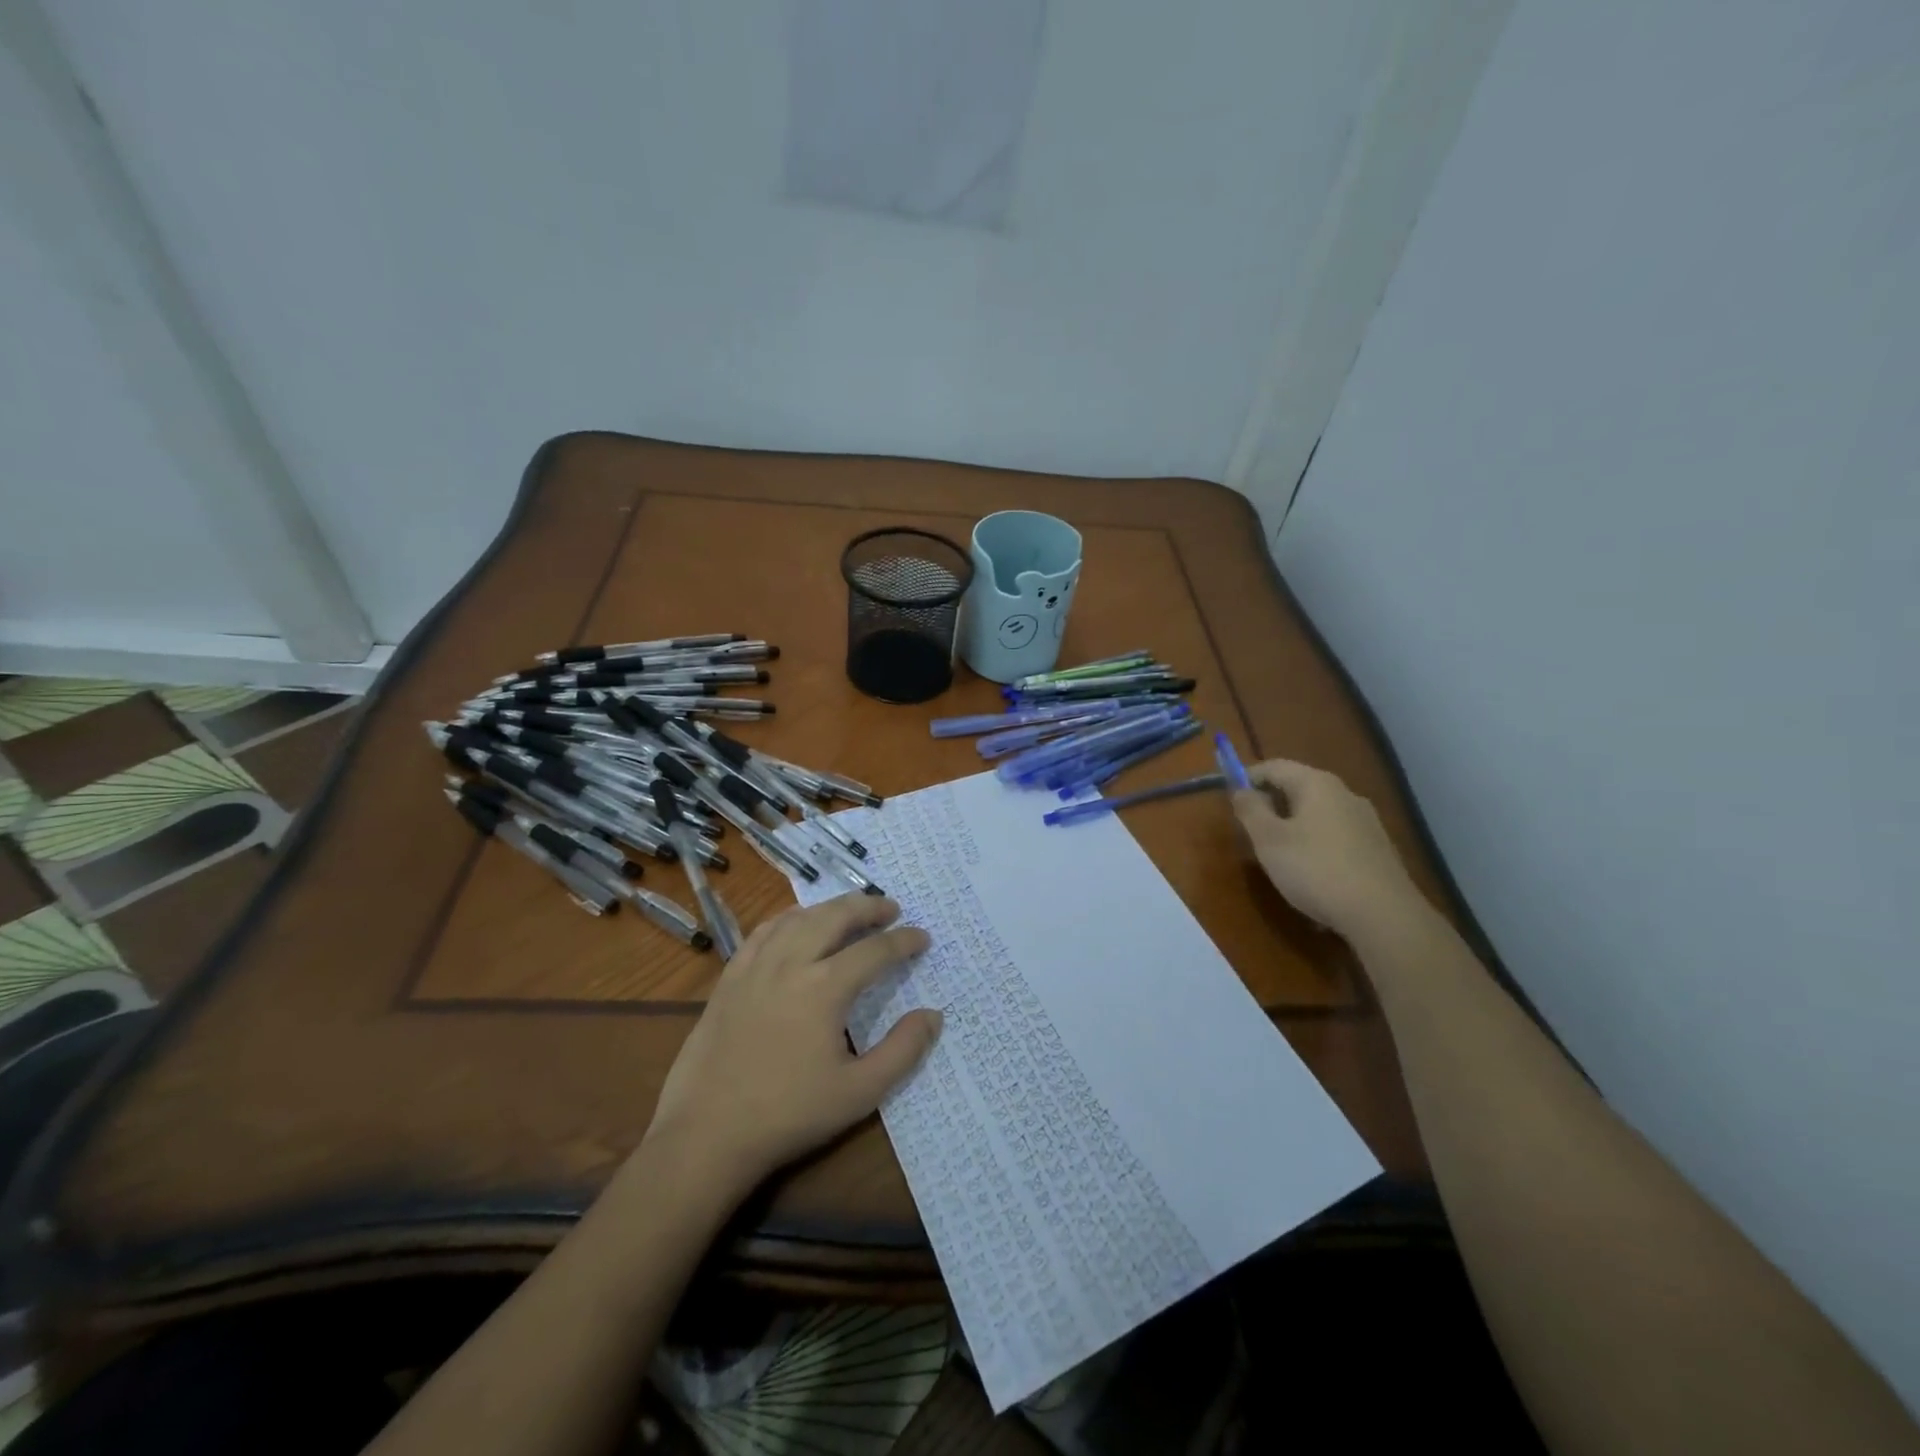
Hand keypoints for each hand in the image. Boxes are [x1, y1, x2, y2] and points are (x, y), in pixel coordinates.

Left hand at [644, 894, 940, 1197]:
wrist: (707, 1134)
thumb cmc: (789, 1115)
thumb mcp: (859, 1093)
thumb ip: (902, 1051)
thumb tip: (933, 1015)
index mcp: (825, 988)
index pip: (875, 951)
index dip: (904, 941)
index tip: (923, 938)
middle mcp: (791, 963)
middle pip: (835, 916)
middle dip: (868, 907)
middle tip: (891, 908)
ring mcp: (755, 966)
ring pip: (799, 917)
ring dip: (830, 908)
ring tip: (850, 911)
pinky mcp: (730, 978)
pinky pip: (764, 932)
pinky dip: (789, 919)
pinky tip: (797, 924)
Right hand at [1231, 758, 1424, 940]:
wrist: (1384, 915)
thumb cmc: (1316, 869)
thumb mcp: (1269, 840)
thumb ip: (1250, 809)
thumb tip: (1241, 790)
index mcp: (1317, 784)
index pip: (1274, 766)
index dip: (1247, 778)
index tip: (1230, 800)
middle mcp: (1345, 794)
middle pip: (1298, 788)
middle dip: (1270, 805)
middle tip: (1251, 832)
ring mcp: (1366, 821)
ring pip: (1317, 814)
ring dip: (1293, 827)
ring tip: (1279, 857)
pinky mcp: (1378, 849)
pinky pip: (1336, 837)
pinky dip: (1316, 846)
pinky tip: (1312, 876)